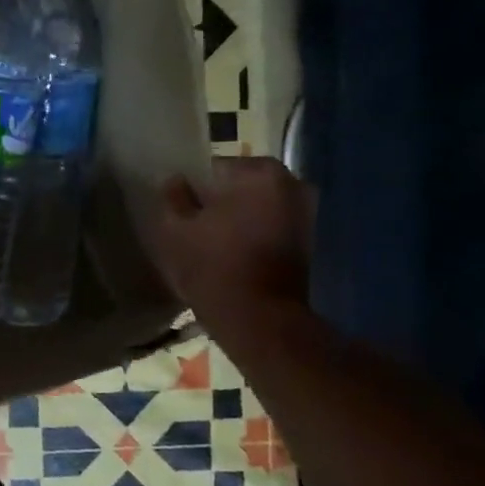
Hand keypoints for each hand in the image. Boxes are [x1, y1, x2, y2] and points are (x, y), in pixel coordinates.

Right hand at [149, 157, 312, 337]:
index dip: (195, 187)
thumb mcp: (176, 228)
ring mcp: (308, 212)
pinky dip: (255, 231)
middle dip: (221, 199)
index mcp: (260, 172)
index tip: (184, 208)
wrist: (258, 318)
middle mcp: (293, 183)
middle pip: (242, 184)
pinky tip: (235, 251)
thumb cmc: (213, 265)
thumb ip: (174, 197)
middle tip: (197, 223)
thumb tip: (177, 181)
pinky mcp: (310, 240)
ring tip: (214, 238)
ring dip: (239, 215)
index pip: (215, 167)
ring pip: (259, 204)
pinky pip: (273, 224)